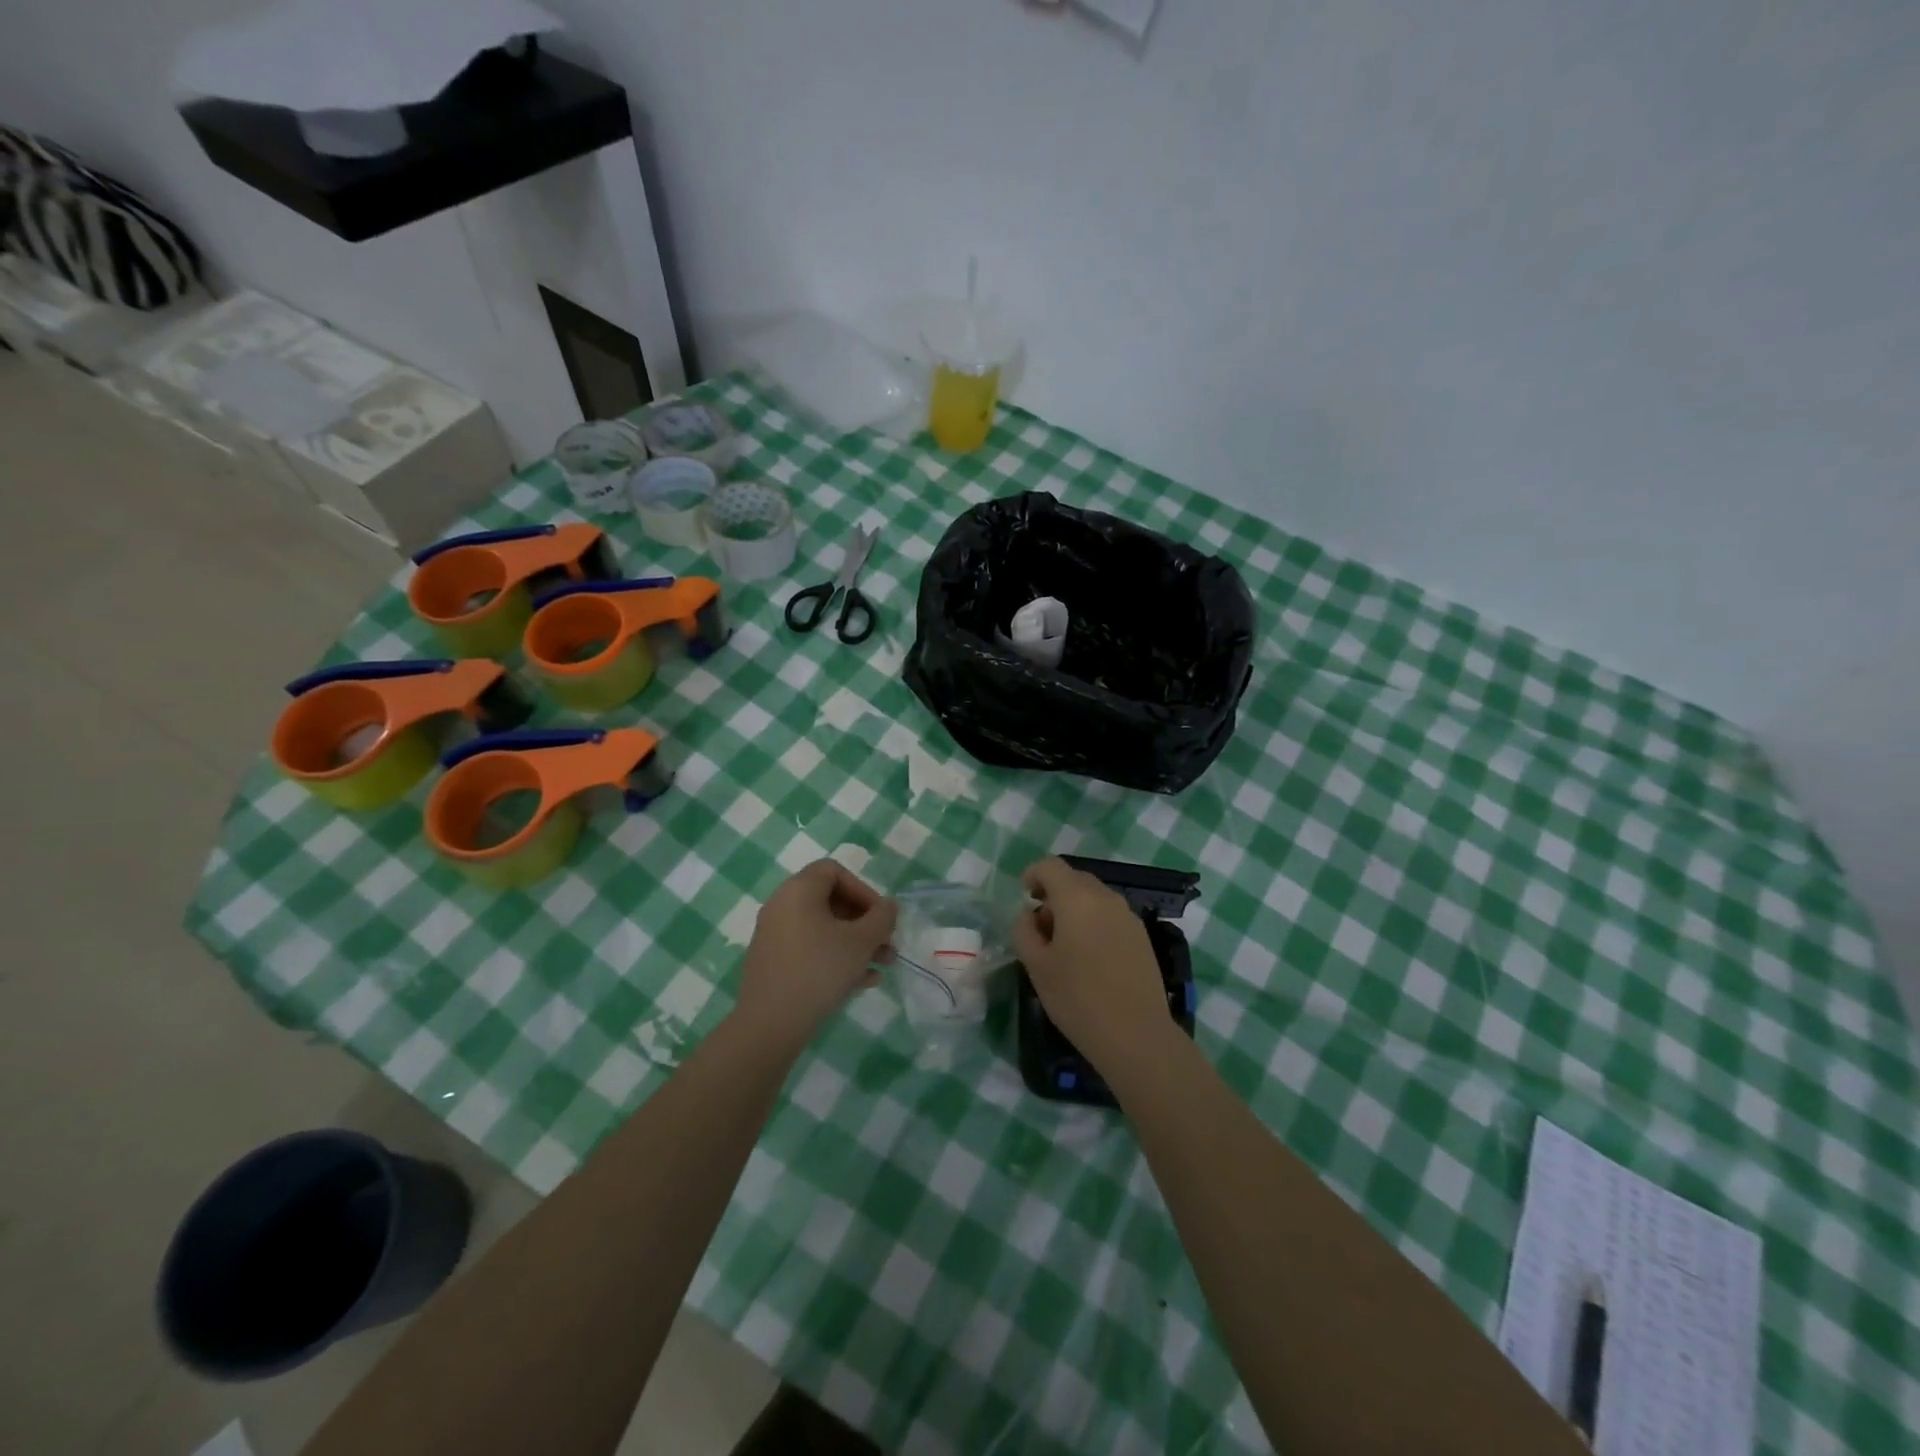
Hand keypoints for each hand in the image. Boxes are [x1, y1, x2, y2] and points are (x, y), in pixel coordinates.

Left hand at [734, 860, 896, 1052]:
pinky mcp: (774, 963)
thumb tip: (888, 906)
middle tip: (887, 943)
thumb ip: (882, 918)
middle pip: (831, 901)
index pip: (834, 871)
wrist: (770, 1024)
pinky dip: (836, 958)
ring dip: (856, 943)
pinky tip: (863, 982)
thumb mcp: (861, 942)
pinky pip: (811, 949)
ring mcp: (775, 936)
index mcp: (798, 891)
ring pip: (824, 929)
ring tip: (883, 965)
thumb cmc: (819, 970)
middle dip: (865, 922)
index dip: (863, 889)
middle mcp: (782, 906)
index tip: (880, 916)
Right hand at [1012, 857, 1173, 1075]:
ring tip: (1064, 946)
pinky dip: (1094, 922)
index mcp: (1077, 898)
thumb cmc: (1078, 998)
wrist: (1136, 1035)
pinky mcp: (1142, 936)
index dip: (1032, 875)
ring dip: (1074, 909)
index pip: (1050, 866)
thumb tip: (1029, 915)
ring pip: (1094, 897)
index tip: (1024, 897)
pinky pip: (1110, 915)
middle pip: (1074, 879)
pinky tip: (1089, 957)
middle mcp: (1106, 897)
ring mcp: (1128, 916)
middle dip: (1053, 893)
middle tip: (1040, 927)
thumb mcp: (1036, 966)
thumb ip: (1024, 931)